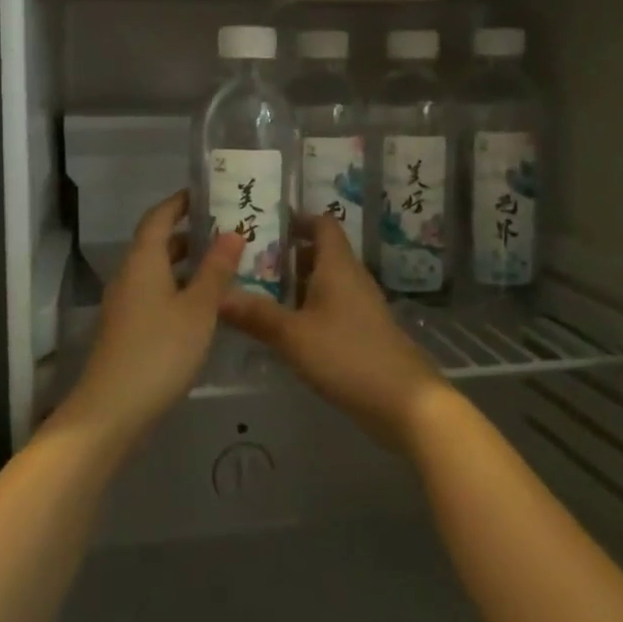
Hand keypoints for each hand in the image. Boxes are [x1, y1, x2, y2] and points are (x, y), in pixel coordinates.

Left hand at [57, 191, 242, 449]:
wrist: (112, 410)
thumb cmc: (160, 351)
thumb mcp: (198, 309)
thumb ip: (216, 270)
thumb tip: (232, 232)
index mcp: (143, 261)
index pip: (159, 217)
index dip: (179, 203)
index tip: (205, 194)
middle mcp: (129, 275)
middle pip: (157, 243)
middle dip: (189, 234)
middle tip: (225, 230)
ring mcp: (125, 304)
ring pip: (157, 271)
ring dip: (185, 265)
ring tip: (222, 265)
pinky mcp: (127, 330)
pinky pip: (154, 295)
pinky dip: (178, 289)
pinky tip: (203, 306)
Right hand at [218, 214, 450, 451]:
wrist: (405, 403)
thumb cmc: (348, 356)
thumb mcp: (293, 336)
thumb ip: (256, 314)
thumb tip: (217, 295)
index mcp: (337, 266)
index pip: (322, 224)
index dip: (297, 219)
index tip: (264, 225)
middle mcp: (351, 278)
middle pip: (320, 253)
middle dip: (286, 254)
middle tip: (247, 261)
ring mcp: (360, 307)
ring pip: (324, 282)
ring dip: (295, 284)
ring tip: (256, 292)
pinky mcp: (363, 333)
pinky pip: (331, 308)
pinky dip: (307, 309)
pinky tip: (284, 329)